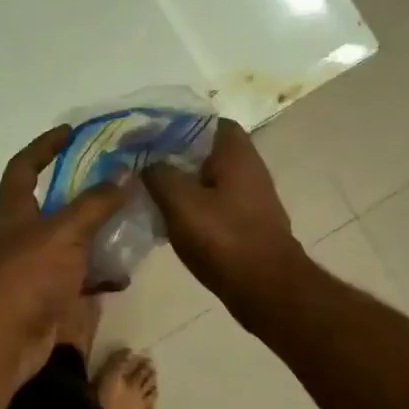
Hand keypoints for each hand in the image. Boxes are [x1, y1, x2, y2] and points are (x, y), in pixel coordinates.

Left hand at [0, 127, 128, 383]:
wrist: (4, 341)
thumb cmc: (27, 275)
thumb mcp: (65, 232)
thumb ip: (95, 203)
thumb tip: (124, 174)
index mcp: (13, 210)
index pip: (25, 165)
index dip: (45, 146)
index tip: (71, 132)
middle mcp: (18, 234)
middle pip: (49, 203)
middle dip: (79, 190)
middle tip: (114, 179)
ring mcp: (30, 267)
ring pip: (66, 241)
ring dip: (93, 233)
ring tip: (128, 222)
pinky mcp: (43, 296)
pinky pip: (75, 277)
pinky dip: (97, 274)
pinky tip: (123, 274)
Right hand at [142, 119, 304, 311]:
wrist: (265, 287)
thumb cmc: (223, 238)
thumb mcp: (180, 202)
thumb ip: (159, 175)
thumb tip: (148, 163)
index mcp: (236, 153)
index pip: (207, 121)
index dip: (177, 125)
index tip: (149, 136)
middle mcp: (249, 169)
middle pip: (207, 151)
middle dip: (175, 156)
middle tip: (142, 165)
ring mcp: (251, 198)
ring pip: (209, 180)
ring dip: (183, 184)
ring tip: (150, 192)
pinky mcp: (247, 224)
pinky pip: (215, 204)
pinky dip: (194, 206)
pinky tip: (171, 220)